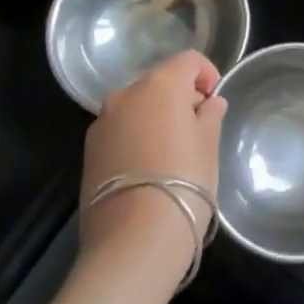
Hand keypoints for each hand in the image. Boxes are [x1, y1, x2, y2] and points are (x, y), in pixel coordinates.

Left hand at [80, 50, 225, 276]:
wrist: (132, 243)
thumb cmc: (183, 184)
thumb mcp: (208, 147)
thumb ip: (210, 116)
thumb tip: (209, 104)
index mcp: (160, 84)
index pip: (188, 60)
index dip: (207, 74)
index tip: (215, 102)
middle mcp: (126, 94)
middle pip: (160, 81)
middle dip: (181, 97)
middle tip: (199, 129)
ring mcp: (102, 123)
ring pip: (138, 107)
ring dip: (157, 118)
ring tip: (173, 153)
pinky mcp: (89, 151)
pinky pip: (121, 130)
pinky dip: (137, 137)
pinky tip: (149, 169)